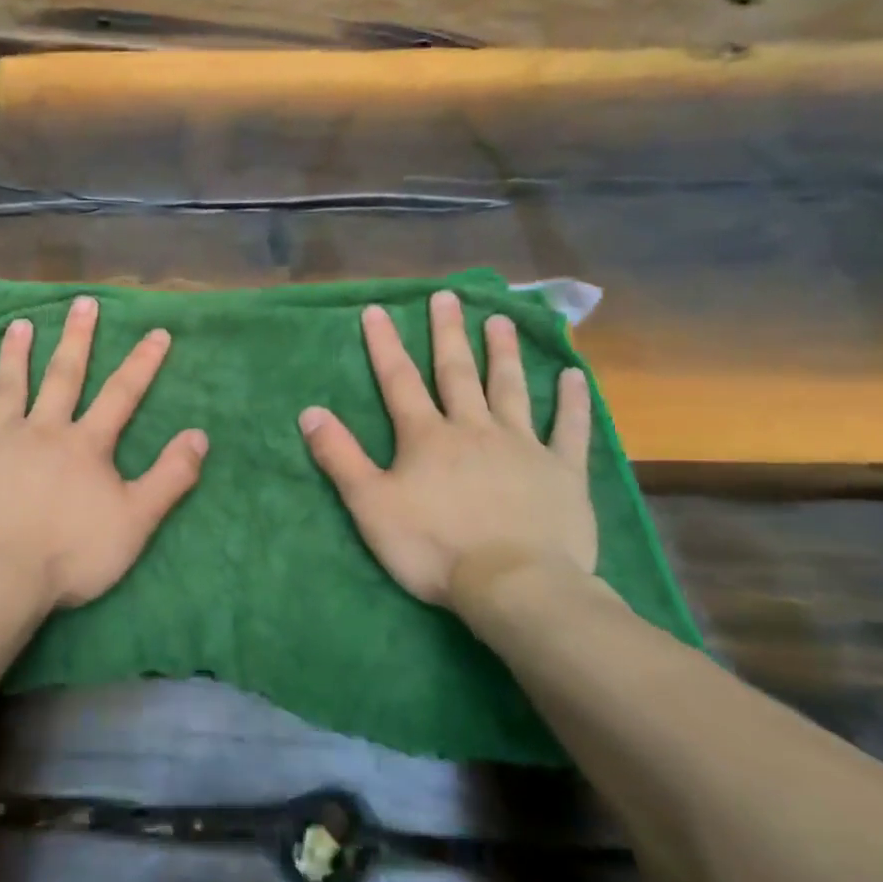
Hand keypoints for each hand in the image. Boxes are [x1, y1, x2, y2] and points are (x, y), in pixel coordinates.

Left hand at [0, 295, 207, 613]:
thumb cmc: (72, 554)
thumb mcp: (136, 521)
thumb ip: (170, 477)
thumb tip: (200, 435)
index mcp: (85, 444)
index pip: (121, 394)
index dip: (142, 362)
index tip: (156, 331)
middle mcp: (42, 431)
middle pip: (63, 377)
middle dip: (76, 339)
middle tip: (82, 303)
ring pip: (6, 389)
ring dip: (14, 355)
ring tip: (18, 325)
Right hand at [299, 291, 595, 608]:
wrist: (514, 584)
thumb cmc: (434, 547)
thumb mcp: (370, 506)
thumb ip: (340, 457)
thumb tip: (309, 412)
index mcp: (427, 437)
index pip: (399, 381)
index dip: (385, 344)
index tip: (378, 310)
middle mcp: (473, 428)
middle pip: (457, 373)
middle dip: (448, 334)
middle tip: (447, 297)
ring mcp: (522, 446)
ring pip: (510, 389)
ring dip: (502, 353)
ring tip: (500, 319)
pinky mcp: (562, 471)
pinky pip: (567, 428)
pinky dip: (571, 401)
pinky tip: (573, 374)